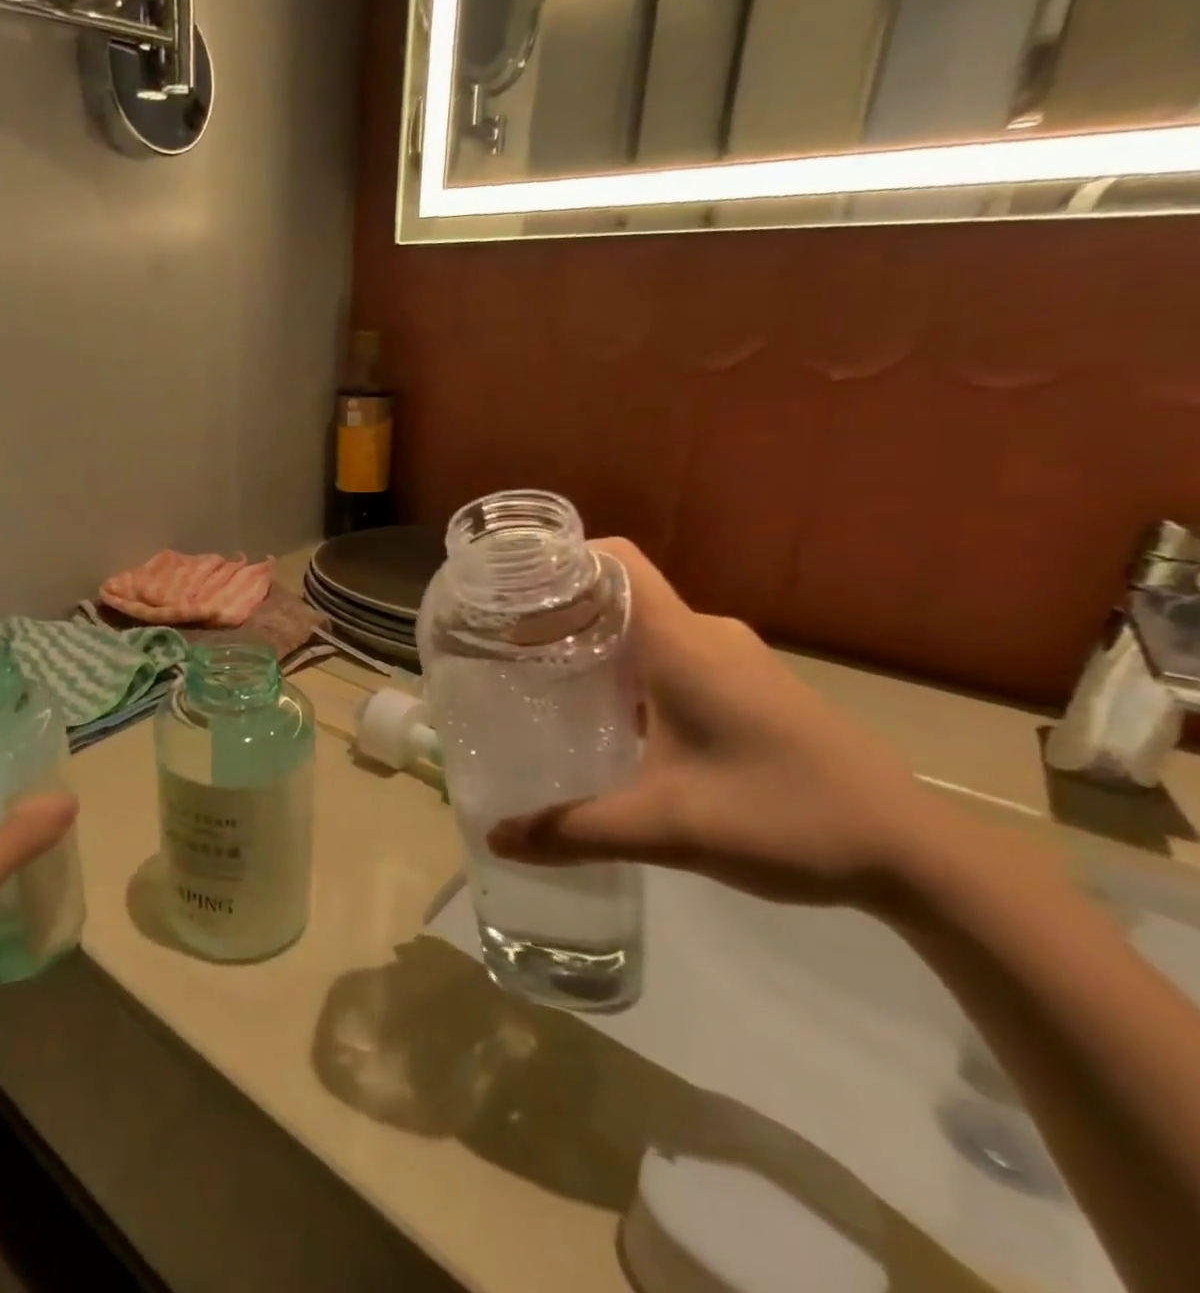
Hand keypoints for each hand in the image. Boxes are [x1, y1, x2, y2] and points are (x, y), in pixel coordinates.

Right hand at [486, 539, 956, 913]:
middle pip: (619, 594)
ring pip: (645, 628)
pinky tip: (607, 716)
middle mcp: (707, 635)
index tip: (507, 591)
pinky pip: (670, 655)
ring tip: (541, 679)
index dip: (559, 561)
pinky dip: (627, 669)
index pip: (614, 561)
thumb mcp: (667, 828)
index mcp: (683, 644)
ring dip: (593, 644)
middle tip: (503, 647)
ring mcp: (734, 660)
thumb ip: (574, 831)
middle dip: (559, 612)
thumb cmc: (786, 817)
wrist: (915, 853)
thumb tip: (498, 840)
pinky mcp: (750, 686)